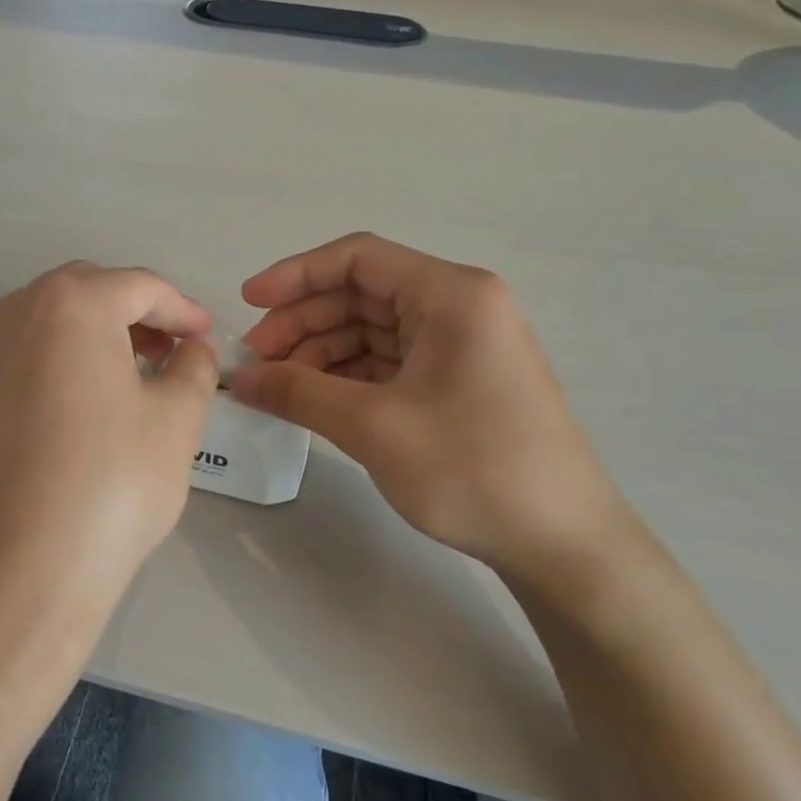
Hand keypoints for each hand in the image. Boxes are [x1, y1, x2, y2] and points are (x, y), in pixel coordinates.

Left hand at [0, 262, 218, 629]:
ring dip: (89, 332)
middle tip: (169, 352)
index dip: (182, 309)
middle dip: (134, 314)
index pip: (140, 287)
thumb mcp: (178, 418)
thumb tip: (192, 348)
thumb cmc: (114, 484)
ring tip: (124, 373)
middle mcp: (14, 311)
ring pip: (45, 319)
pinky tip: (65, 396)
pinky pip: (10, 353)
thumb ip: (194, 366)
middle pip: (87, 292)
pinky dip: (45, 358)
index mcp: (71, 303)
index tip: (206, 336)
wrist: (26, 568)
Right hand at [234, 233, 633, 585]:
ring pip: (372, 330)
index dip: (295, 274)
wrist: (561, 541)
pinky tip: (313, 399)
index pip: (358, 258)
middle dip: (303, 321)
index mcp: (451, 295)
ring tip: (276, 386)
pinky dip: (347, 376)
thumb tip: (239, 378)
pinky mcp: (458, 382)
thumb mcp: (373, 427)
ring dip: (320, 352)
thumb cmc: (472, 469)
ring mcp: (461, 346)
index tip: (248, 303)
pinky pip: (389, 362)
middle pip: (362, 294)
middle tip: (255, 361)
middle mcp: (460, 307)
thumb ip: (298, 393)